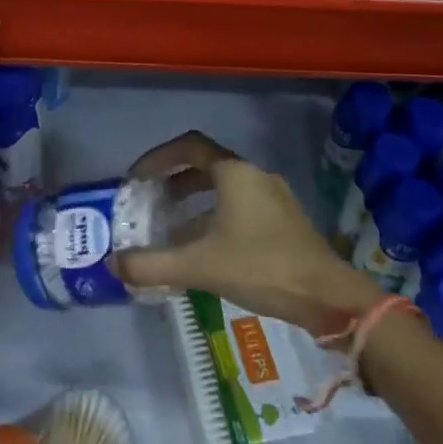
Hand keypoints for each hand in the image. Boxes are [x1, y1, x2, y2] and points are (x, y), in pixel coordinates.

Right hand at [113, 132, 382, 335]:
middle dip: (174, 180)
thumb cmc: (261, 267)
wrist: (328, 297)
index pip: (189, 146)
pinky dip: (214, 216)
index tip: (137, 177)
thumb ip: (153, 264)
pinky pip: (240, 206)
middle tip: (150, 200)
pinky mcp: (283, 220)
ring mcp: (272, 197)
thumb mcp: (200, 266)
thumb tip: (114, 264)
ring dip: (194, 201)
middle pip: (206, 165)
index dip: (158, 157)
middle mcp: (254, 176)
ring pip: (224, 188)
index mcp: (234, 173)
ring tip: (171, 227)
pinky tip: (204, 249)